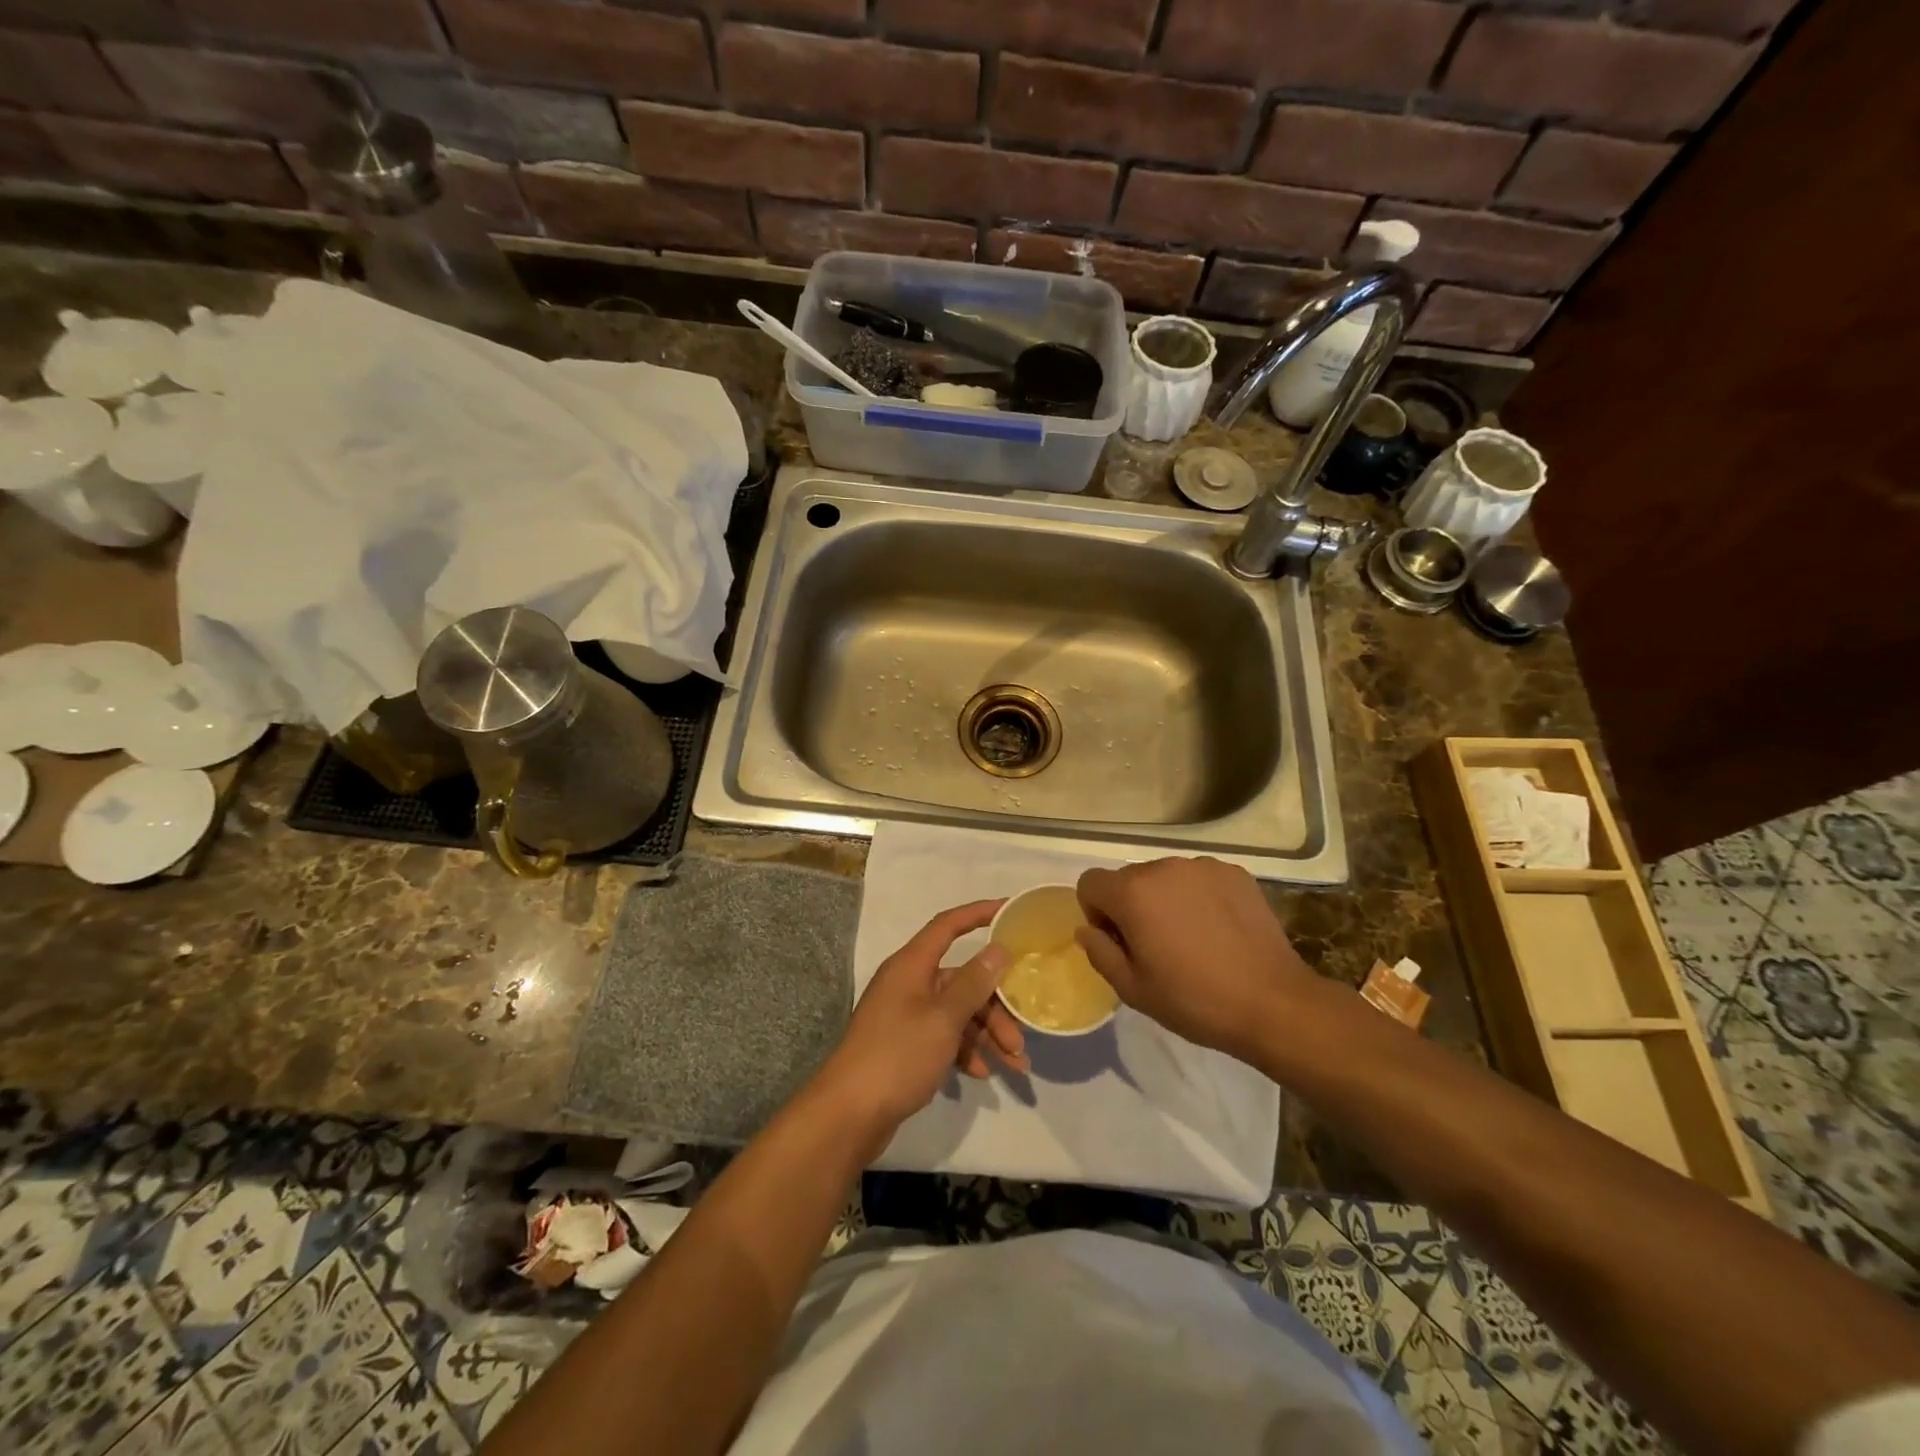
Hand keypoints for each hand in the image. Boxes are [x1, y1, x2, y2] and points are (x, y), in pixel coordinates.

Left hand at [818, 900, 1029, 1134]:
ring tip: (1015, 1065)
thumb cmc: (897, 1056)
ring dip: (986, 1034)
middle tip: (1020, 1037)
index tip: (1010, 910)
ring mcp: (906, 1015)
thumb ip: (973, 983)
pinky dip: (965, 1051)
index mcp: (912, 965)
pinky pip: (944, 1037)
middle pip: (961, 980)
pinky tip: (983, 1074)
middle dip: (995, 1006)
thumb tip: (998, 948)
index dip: (978, 913)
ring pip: (957, 1012)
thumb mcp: (943, 1019)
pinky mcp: (906, 1045)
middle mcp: (909, 984)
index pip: (948, 926)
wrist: (849, 1114)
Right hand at [1075, 857, 1323, 1059]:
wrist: (1273, 1003)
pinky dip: (1198, 897)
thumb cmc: (1194, 1000)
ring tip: (1191, 939)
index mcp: (1133, 892)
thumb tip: (1088, 929)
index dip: (1096, 913)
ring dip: (1165, 900)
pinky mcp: (1234, 873)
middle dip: (1131, 906)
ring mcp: (1202, 867)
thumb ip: (1099, 952)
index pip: (1090, 883)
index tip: (1120, 943)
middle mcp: (1163, 867)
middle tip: (1156, 947)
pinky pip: (1198, 879)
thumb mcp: (1132, 989)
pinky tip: (1218, 930)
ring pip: (1165, 877)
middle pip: (1128, 879)